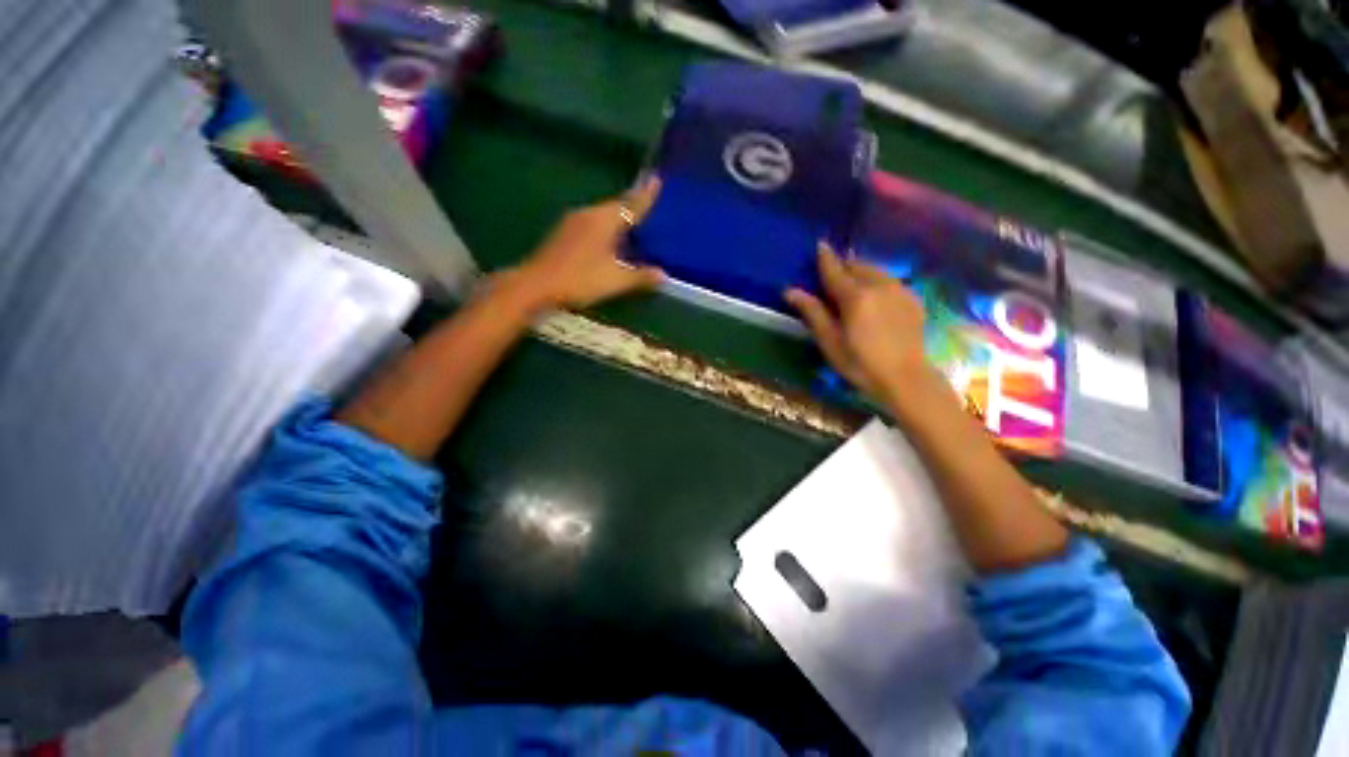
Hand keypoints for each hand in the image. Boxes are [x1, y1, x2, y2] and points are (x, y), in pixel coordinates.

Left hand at [509, 177, 664, 310]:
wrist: (536, 285)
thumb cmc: (580, 279)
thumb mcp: (616, 280)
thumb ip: (641, 276)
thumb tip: (664, 275)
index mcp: (604, 220)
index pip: (631, 204)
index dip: (645, 195)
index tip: (657, 179)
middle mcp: (588, 214)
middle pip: (616, 206)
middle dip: (633, 205)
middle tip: (649, 204)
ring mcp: (573, 222)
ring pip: (603, 215)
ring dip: (618, 217)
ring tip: (633, 223)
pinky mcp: (564, 233)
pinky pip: (592, 223)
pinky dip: (606, 228)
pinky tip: (610, 240)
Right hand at [785, 242, 928, 404]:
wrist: (905, 378)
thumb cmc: (859, 363)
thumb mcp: (829, 341)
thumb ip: (812, 312)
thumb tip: (790, 290)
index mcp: (855, 296)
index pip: (835, 270)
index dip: (825, 257)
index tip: (819, 244)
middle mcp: (879, 285)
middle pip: (856, 265)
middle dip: (843, 266)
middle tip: (832, 276)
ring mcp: (900, 290)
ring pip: (875, 270)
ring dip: (860, 272)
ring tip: (851, 284)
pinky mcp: (913, 298)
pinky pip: (890, 281)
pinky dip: (877, 282)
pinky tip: (873, 298)